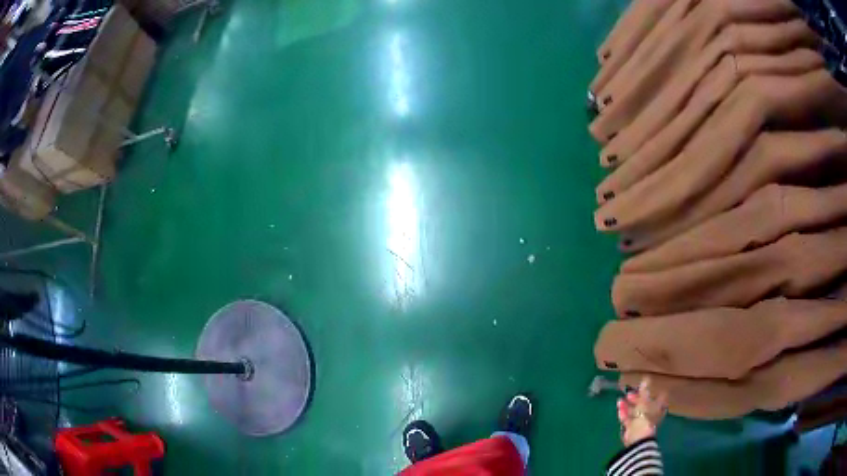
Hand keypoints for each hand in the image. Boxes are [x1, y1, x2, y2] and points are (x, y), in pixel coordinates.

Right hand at [616, 377, 667, 446]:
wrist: (637, 437)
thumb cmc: (645, 417)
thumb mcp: (644, 402)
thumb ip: (644, 391)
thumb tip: (646, 379)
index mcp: (658, 407)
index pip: (659, 397)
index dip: (655, 392)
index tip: (649, 386)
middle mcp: (651, 414)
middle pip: (644, 404)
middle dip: (637, 398)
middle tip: (630, 393)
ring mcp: (641, 421)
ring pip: (635, 411)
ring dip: (628, 405)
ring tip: (620, 400)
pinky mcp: (632, 427)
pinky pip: (628, 418)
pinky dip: (624, 413)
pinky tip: (619, 407)